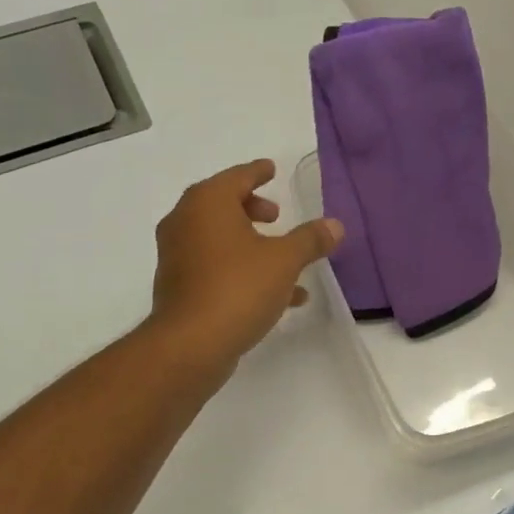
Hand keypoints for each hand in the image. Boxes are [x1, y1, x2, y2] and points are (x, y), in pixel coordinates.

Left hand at [150, 160, 342, 372]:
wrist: (191, 344)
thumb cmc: (238, 288)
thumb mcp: (284, 260)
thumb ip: (310, 240)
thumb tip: (335, 225)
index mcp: (207, 203)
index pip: (236, 176)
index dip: (257, 173)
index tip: (271, 169)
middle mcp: (185, 222)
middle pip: (222, 205)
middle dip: (252, 208)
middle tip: (276, 216)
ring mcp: (178, 256)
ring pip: (220, 239)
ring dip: (252, 244)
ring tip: (285, 258)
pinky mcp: (179, 287)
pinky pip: (216, 267)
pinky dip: (243, 270)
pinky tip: (280, 295)